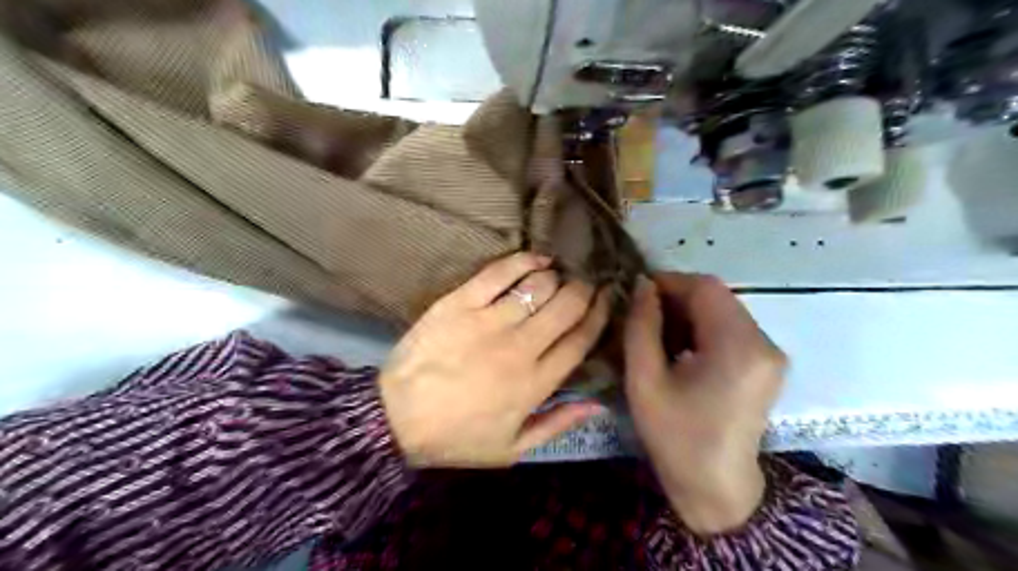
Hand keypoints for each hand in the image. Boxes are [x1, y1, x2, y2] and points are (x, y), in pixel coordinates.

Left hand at [380, 251, 602, 464]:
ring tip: (562, 275)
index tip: (607, 301)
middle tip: (588, 285)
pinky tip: (537, 259)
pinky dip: (524, 261)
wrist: (396, 417)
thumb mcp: (512, 448)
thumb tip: (598, 405)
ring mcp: (489, 321)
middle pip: (567, 306)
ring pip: (539, 286)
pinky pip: (500, 272)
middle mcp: (520, 347)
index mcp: (535, 382)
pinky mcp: (461, 302)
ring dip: (558, 277)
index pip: (580, 341)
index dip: (599, 316)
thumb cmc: (456, 436)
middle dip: (585, 290)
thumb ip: (557, 424)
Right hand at [622, 275, 786, 531]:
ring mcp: (770, 353)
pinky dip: (703, 328)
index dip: (669, 282)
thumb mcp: (644, 380)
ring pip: (724, 310)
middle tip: (643, 315)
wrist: (716, 487)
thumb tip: (642, 285)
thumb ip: (641, 326)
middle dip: (677, 298)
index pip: (705, 288)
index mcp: (738, 347)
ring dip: (689, 313)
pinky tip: (680, 348)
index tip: (637, 293)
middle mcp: (763, 343)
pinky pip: (732, 328)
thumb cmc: (675, 437)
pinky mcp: (767, 363)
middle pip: (717, 296)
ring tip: (658, 333)